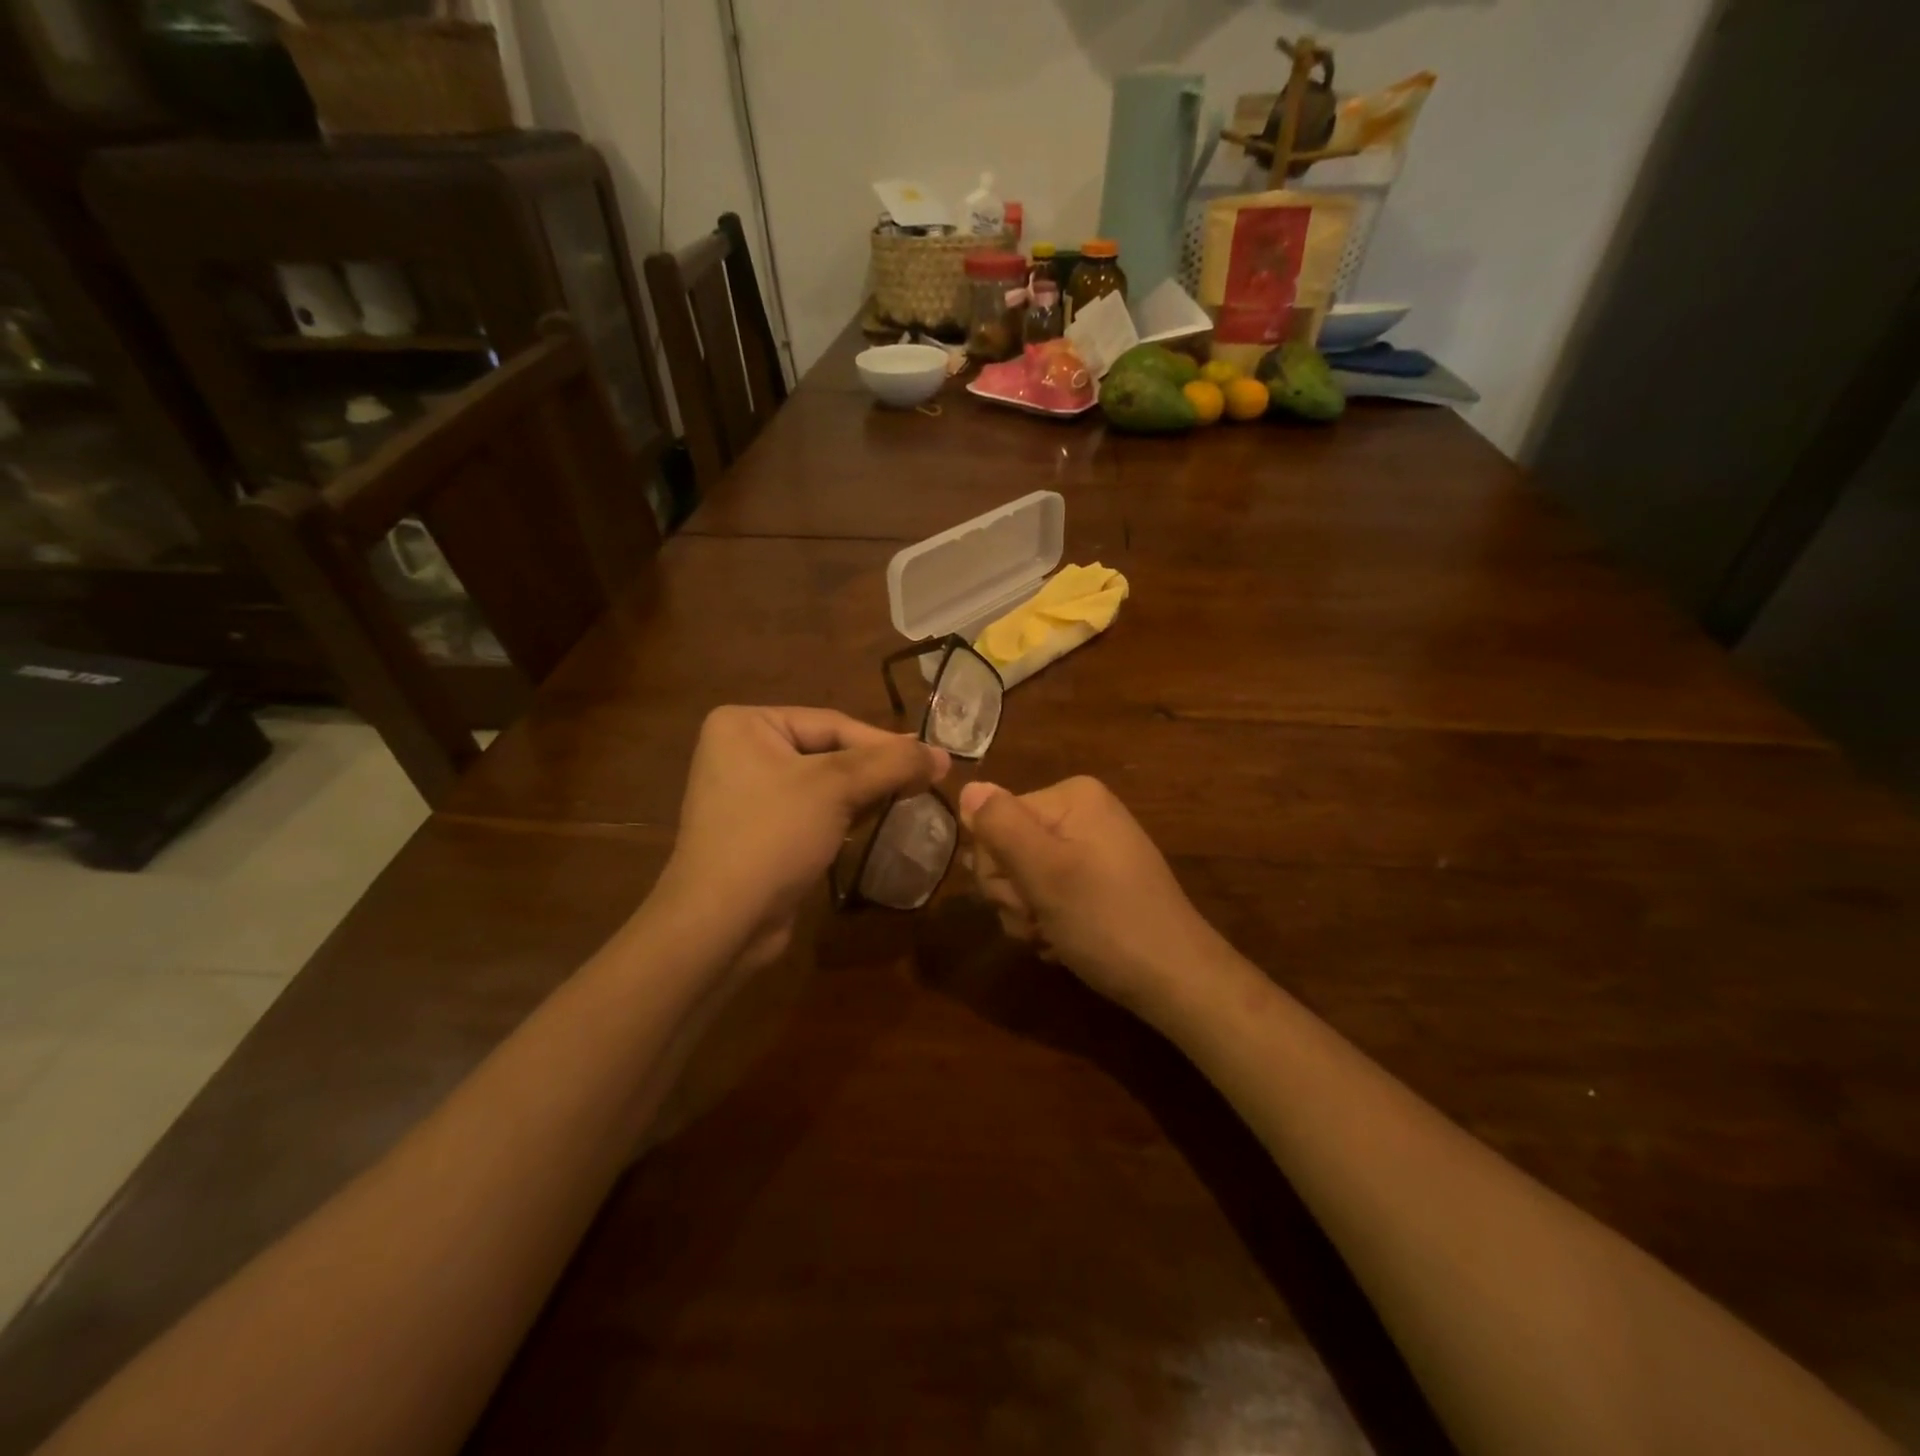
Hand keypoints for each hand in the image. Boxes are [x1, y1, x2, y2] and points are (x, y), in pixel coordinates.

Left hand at [657, 707, 948, 963]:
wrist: (721, 923)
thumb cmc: (773, 836)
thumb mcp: (837, 789)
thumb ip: (892, 764)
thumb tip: (943, 756)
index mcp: (746, 724)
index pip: (832, 723)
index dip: (887, 744)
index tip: (933, 761)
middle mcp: (741, 750)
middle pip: (829, 751)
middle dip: (877, 769)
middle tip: (927, 780)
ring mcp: (747, 793)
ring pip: (824, 783)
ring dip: (866, 792)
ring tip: (910, 799)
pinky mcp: (758, 830)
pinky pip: (811, 810)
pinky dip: (843, 814)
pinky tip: (873, 822)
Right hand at [958, 777, 1227, 1023]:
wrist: (1174, 980)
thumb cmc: (1107, 921)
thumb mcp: (1045, 872)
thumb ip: (1000, 827)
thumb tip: (967, 787)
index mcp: (1071, 797)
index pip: (994, 819)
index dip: (997, 865)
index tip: (1025, 896)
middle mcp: (1080, 814)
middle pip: (1006, 848)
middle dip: (1014, 893)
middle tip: (1040, 918)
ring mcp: (1088, 849)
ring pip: (1021, 879)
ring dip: (1027, 915)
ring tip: (1055, 934)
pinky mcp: (1094, 882)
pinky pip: (1046, 895)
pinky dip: (1047, 923)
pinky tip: (1064, 942)